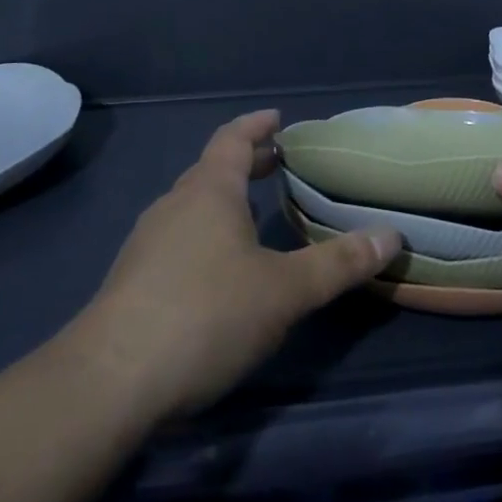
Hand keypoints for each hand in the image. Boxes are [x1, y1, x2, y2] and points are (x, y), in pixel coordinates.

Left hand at [74, 109, 401, 419]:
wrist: (110, 382)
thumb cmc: (206, 315)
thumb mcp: (284, 291)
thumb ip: (338, 263)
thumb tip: (392, 236)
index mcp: (208, 192)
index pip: (232, 139)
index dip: (256, 126)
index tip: (277, 119)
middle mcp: (174, 206)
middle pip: (211, 170)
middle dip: (245, 163)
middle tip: (276, 164)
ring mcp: (147, 244)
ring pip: (192, 207)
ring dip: (224, 201)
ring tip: (254, 214)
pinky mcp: (133, 282)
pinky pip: (178, 239)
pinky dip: (206, 234)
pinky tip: (220, 269)